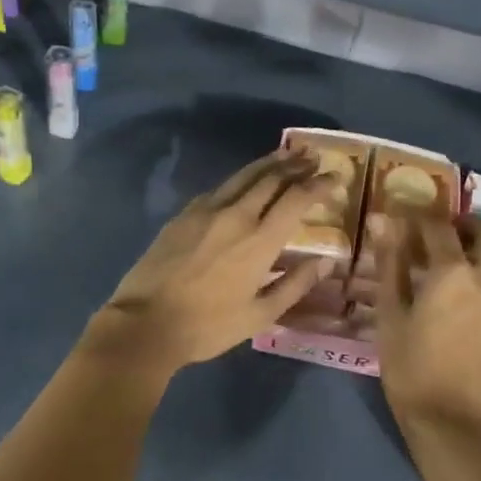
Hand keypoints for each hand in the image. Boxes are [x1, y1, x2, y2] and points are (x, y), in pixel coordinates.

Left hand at [94, 152, 334, 371]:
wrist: (145, 323)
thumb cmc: (208, 326)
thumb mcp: (260, 315)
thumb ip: (295, 284)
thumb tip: (325, 262)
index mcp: (260, 240)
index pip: (297, 199)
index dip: (319, 184)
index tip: (336, 176)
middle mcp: (237, 215)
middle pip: (272, 178)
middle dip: (296, 165)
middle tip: (313, 157)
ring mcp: (207, 210)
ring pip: (244, 176)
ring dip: (269, 163)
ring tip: (287, 154)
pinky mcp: (184, 214)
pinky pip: (220, 188)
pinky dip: (241, 179)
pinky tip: (244, 182)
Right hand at [375, 214, 480, 437]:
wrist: (453, 424)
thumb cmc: (412, 368)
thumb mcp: (391, 315)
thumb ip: (390, 264)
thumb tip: (382, 222)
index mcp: (454, 273)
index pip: (438, 225)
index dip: (417, 216)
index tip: (399, 217)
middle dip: (464, 223)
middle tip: (434, 233)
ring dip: (475, 245)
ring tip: (439, 261)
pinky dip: (479, 268)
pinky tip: (449, 289)